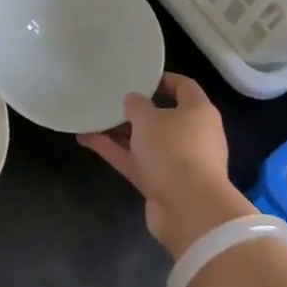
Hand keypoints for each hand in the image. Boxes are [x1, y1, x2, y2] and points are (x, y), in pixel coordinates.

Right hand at [78, 72, 255, 259]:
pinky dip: (115, 151)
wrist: (189, 209)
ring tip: (91, 119)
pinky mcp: (162, 184)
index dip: (162, 79)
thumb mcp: (149, 118)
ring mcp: (178, 162)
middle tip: (110, 100)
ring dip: (120, 132)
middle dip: (135, 110)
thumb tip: (133, 100)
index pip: (184, 87)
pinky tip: (87, 139)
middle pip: (162, 117)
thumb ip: (136, 104)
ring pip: (145, 141)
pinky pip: (136, 161)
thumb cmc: (174, 150)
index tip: (138, 77)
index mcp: (199, 112)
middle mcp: (192, 135)